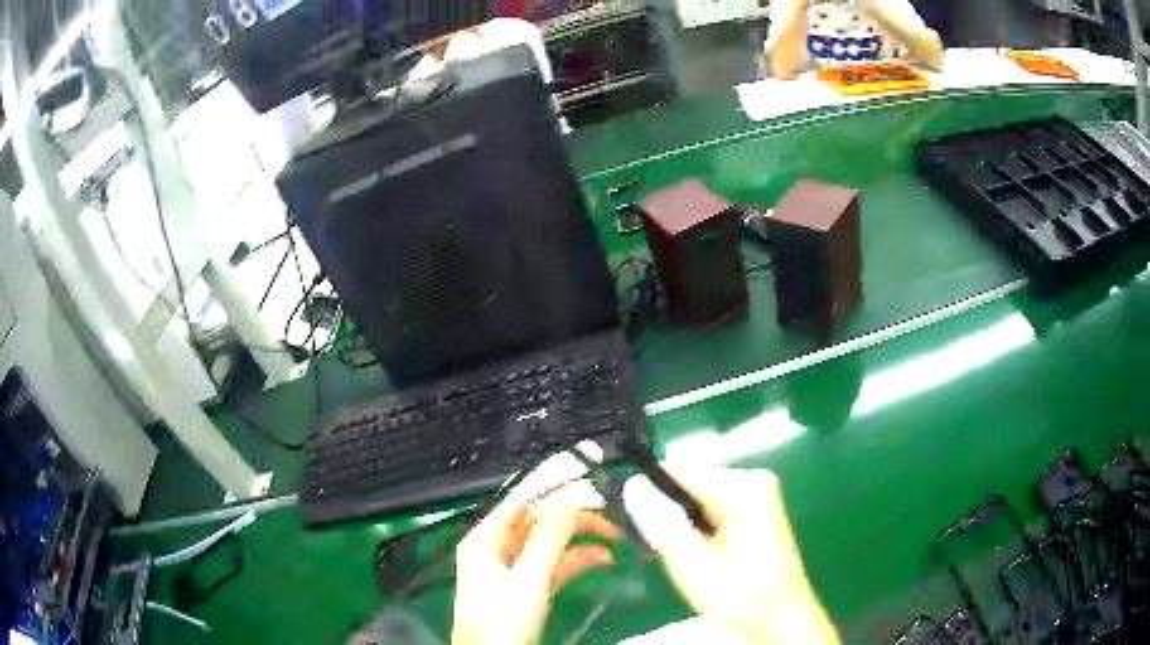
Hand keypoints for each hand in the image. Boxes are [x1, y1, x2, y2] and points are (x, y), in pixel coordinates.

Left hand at [452, 450, 621, 644]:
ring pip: (550, 543)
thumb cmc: (503, 621)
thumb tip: (572, 494)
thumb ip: (549, 537)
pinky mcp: (525, 587)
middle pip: (539, 521)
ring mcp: (511, 568)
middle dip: (575, 517)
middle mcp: (496, 547)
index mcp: (485, 538)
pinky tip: (603, 559)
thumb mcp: (528, 578)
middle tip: (613, 513)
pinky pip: (553, 564)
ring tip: (617, 537)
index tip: (593, 480)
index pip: (523, 500)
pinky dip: (576, 560)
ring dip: (581, 539)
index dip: (557, 488)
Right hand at [623, 465, 839, 644]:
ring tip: (671, 550)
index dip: (648, 486)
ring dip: (682, 519)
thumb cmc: (740, 594)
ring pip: (701, 495)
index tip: (625, 508)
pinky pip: (716, 505)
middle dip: (667, 508)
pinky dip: (699, 524)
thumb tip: (633, 488)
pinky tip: (693, 549)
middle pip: (691, 482)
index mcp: (742, 488)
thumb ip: (660, 523)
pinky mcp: (759, 507)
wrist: (780, 615)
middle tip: (652, 542)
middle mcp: (754, 480)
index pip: (681, 469)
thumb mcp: (692, 565)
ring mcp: (760, 492)